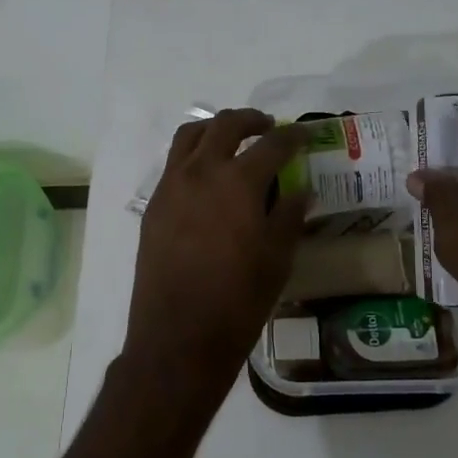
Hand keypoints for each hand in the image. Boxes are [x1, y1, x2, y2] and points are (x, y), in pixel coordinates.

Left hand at [121, 110, 309, 412]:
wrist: (179, 336)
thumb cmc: (238, 301)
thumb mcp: (277, 260)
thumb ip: (289, 216)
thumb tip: (301, 190)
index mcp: (238, 182)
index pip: (272, 145)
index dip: (292, 136)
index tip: (303, 135)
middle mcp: (201, 172)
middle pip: (225, 126)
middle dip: (250, 120)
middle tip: (268, 128)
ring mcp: (171, 186)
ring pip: (191, 136)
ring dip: (215, 129)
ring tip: (232, 140)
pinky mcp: (154, 205)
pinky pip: (174, 164)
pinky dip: (193, 155)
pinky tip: (207, 176)